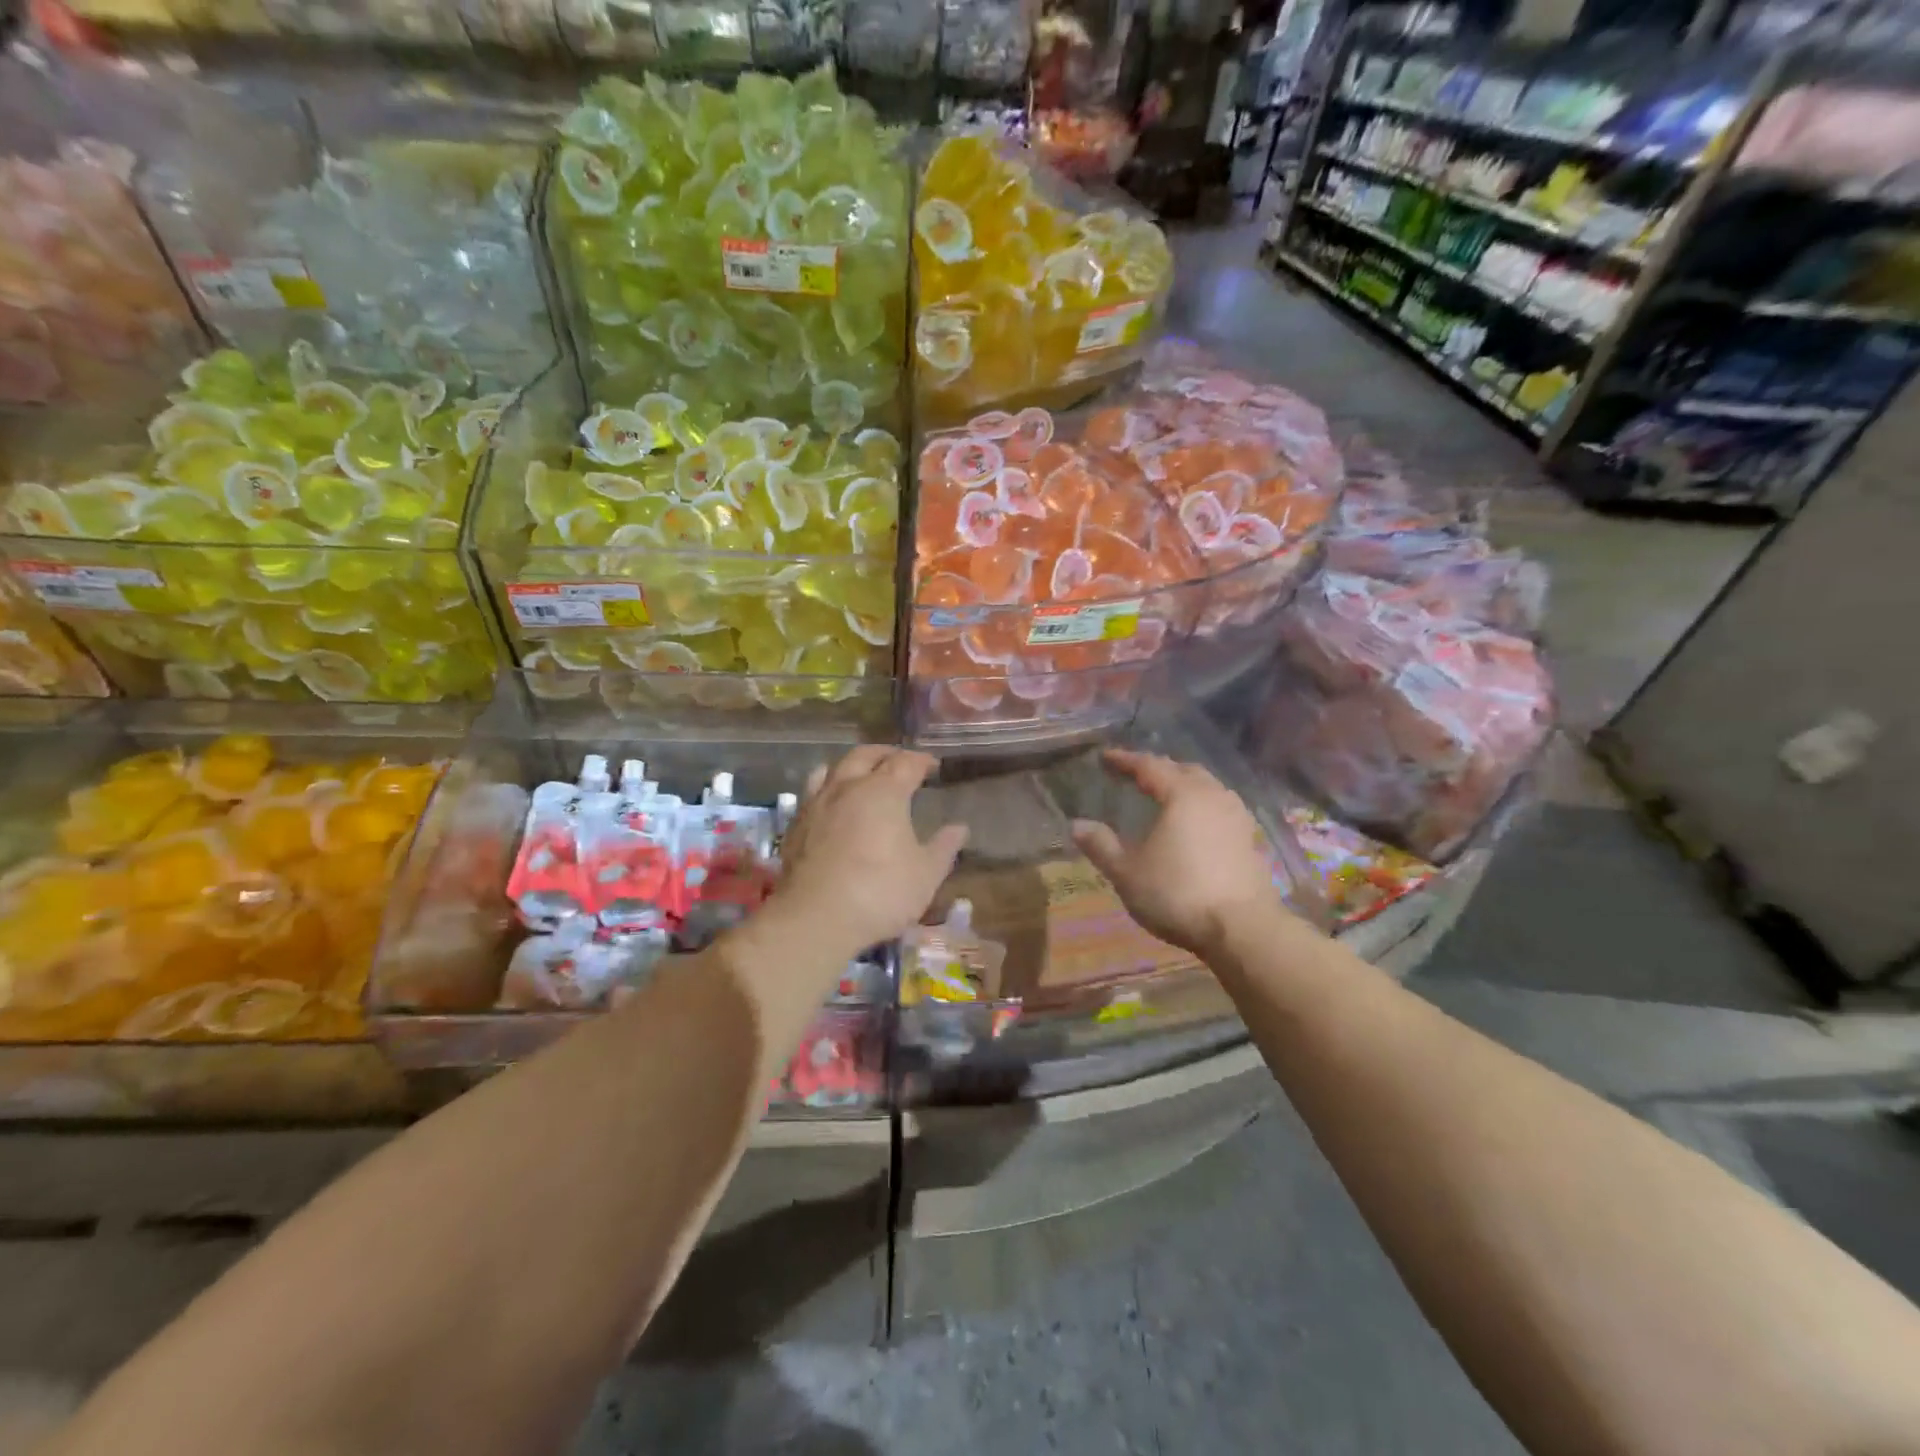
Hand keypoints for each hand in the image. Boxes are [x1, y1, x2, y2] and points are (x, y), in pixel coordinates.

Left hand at [772, 746, 968, 952]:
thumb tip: (959, 828)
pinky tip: (832, 805)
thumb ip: (943, 848)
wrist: (815, 918)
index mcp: (884, 792)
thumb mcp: (925, 875)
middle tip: (899, 760)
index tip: (933, 765)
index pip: (906, 763)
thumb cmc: (880, 892)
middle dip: (885, 754)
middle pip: (865, 755)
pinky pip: (812, 793)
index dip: (922, 760)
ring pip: (832, 768)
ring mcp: (817, 804)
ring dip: (851, 765)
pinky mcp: (795, 825)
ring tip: (861, 774)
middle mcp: (848, 787)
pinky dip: (827, 788)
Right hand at [1071, 749, 1283, 957]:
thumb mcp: (1127, 873)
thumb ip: (1101, 845)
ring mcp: (1237, 816)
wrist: (1243, 929)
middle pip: (1183, 770)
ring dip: (1184, 785)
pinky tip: (1194, 824)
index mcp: (1182, 794)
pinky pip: (1220, 808)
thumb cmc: (1177, 894)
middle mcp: (1213, 795)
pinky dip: (1201, 806)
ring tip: (1166, 795)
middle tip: (1136, 774)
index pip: (1149, 766)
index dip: (1125, 760)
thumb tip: (1076, 825)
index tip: (1106, 758)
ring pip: (1207, 787)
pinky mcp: (1250, 839)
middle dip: (1158, 768)